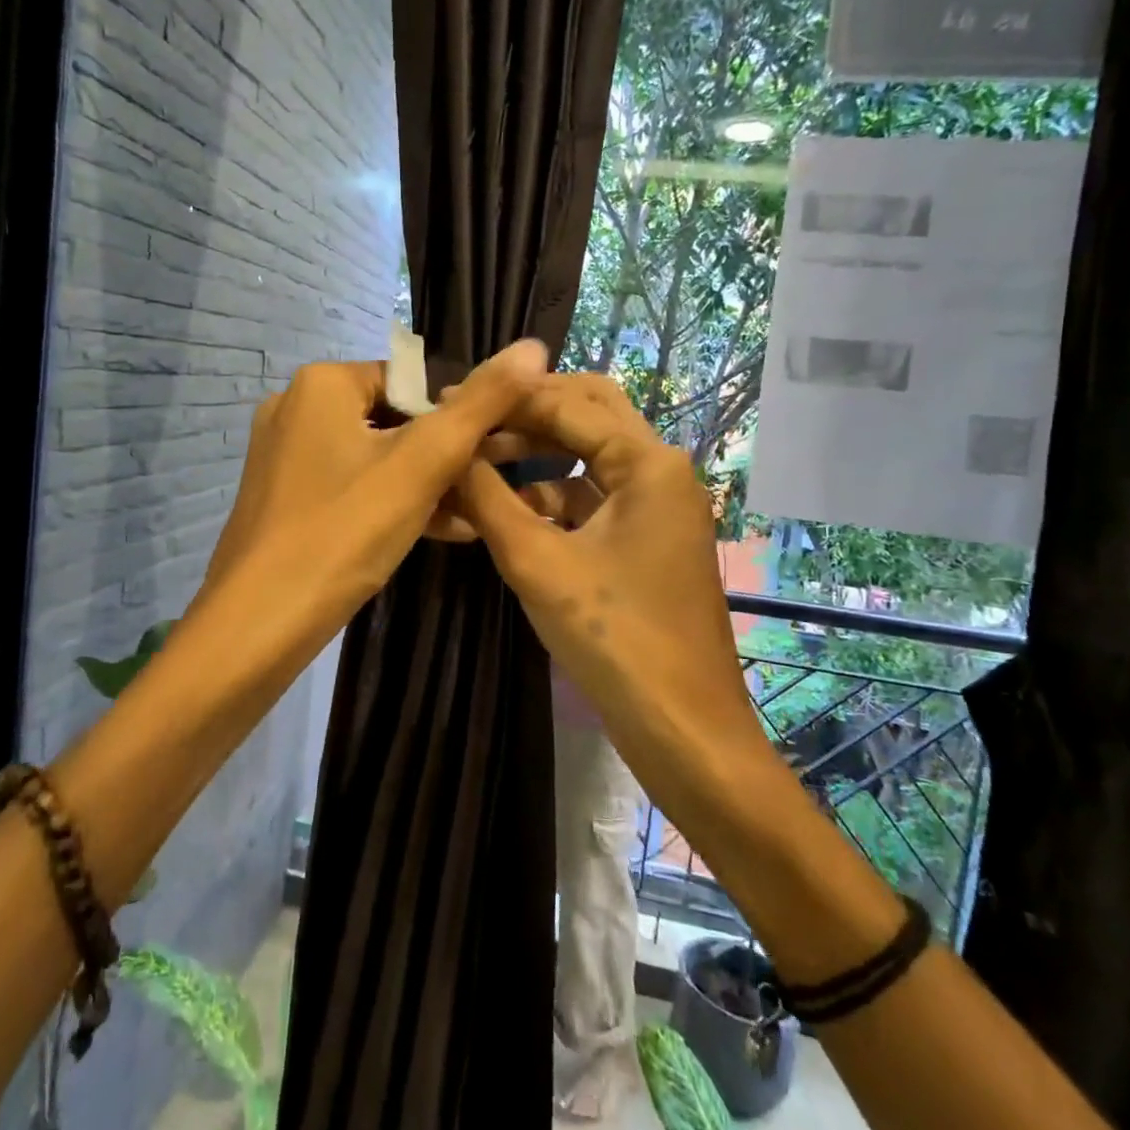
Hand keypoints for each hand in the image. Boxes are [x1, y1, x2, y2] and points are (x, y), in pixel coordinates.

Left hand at [196, 340, 550, 659]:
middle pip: (393, 420)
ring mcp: (284, 456)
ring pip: (374, 459)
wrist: (258, 625)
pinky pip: (350, 487)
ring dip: (425, 486)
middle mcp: (294, 408)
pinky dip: (390, 503)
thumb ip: (480, 404)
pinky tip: (439, 533)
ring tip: (473, 517)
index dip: (457, 415)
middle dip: (444, 457)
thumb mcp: (423, 464)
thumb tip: (533, 346)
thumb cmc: (344, 532)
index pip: (411, 381)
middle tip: (485, 490)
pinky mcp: (283, 499)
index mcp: (321, 383)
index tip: (491, 454)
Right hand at [454, 374, 763, 746]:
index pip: (568, 403)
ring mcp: (658, 507)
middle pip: (589, 414)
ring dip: (535, 456)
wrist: (684, 730)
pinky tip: (506, 512)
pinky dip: (551, 496)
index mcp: (649, 463)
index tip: (449, 400)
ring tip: (475, 464)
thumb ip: (487, 499)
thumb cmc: (614, 639)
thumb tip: (445, 452)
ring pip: (590, 457)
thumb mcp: (537, 563)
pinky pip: (594, 498)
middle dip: (528, 413)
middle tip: (470, 419)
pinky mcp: (647, 540)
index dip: (506, 398)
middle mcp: (661, 471)